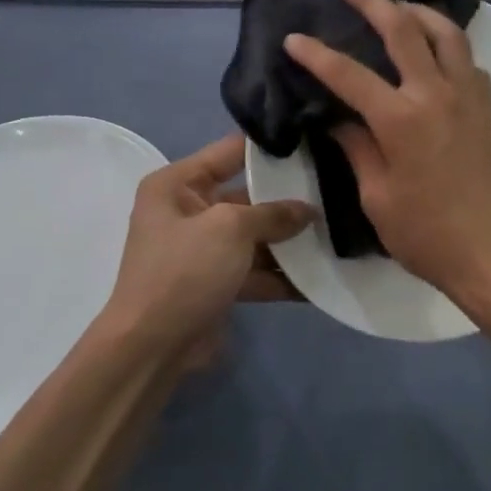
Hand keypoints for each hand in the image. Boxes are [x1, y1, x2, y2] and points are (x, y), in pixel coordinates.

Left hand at [95, 134, 312, 369]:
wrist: (152, 347)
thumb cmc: (184, 271)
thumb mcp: (230, 229)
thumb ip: (273, 213)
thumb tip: (308, 210)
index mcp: (177, 184)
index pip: (230, 151)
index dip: (270, 147)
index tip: (312, 142)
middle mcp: (188, 211)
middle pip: (248, 196)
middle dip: (288, 199)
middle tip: (335, 189)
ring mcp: (204, 250)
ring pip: (256, 236)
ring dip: (290, 241)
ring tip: (337, 233)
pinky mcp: (217, 283)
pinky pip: (256, 271)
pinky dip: (282, 275)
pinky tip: (320, 277)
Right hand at [282, 0, 490, 308]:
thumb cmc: (428, 235)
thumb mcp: (378, 198)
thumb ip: (359, 150)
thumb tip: (340, 120)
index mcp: (401, 119)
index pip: (349, 75)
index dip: (317, 55)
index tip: (293, 39)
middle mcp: (437, 94)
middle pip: (404, 30)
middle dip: (373, 3)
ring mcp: (468, 97)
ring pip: (448, 34)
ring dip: (420, 12)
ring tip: (399, 6)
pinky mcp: (488, 108)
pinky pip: (468, 60)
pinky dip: (449, 44)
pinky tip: (437, 52)